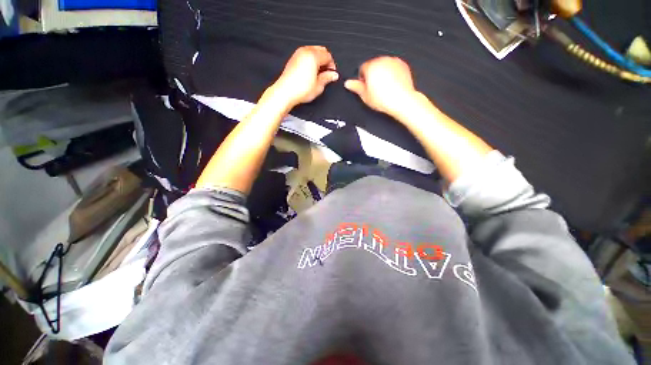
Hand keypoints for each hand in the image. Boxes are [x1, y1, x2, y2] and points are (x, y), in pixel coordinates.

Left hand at [270, 46, 338, 108]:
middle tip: (327, 73)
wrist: (286, 92)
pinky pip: (306, 55)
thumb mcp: (318, 86)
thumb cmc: (300, 89)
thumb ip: (327, 78)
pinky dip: (311, 60)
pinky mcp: (293, 58)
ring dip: (318, 60)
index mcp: (313, 56)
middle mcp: (305, 51)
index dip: (332, 65)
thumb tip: (333, 75)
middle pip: (321, 50)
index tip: (332, 74)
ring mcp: (298, 54)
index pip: (328, 55)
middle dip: (326, 61)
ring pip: (313, 51)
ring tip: (319, 74)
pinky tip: (311, 72)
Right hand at [344, 56, 416, 116]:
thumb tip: (348, 83)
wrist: (402, 100)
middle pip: (373, 65)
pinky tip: (391, 85)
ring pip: (383, 65)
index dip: (362, 79)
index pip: (362, 68)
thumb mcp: (365, 96)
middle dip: (372, 75)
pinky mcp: (402, 64)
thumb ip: (356, 87)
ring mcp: (393, 61)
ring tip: (384, 88)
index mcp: (371, 66)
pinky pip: (393, 67)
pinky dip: (392, 73)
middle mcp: (382, 61)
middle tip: (374, 89)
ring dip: (382, 73)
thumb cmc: (384, 99)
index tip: (365, 87)